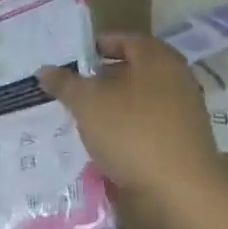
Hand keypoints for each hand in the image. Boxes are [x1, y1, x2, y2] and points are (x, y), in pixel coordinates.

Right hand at [39, 33, 224, 215]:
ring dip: (111, 106)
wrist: (179, 188)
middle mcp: (176, 79)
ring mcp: (182, 111)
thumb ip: (65, 84)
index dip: (96, 46)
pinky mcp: (181, 140)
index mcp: (157, 59)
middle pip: (133, 70)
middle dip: (100, 78)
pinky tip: (103, 141)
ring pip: (138, 99)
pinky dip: (124, 127)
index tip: (70, 59)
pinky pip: (145, 124)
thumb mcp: (88, 104)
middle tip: (70, 89)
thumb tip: (45, 70)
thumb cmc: (132, 132)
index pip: (124, 39)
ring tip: (81, 117)